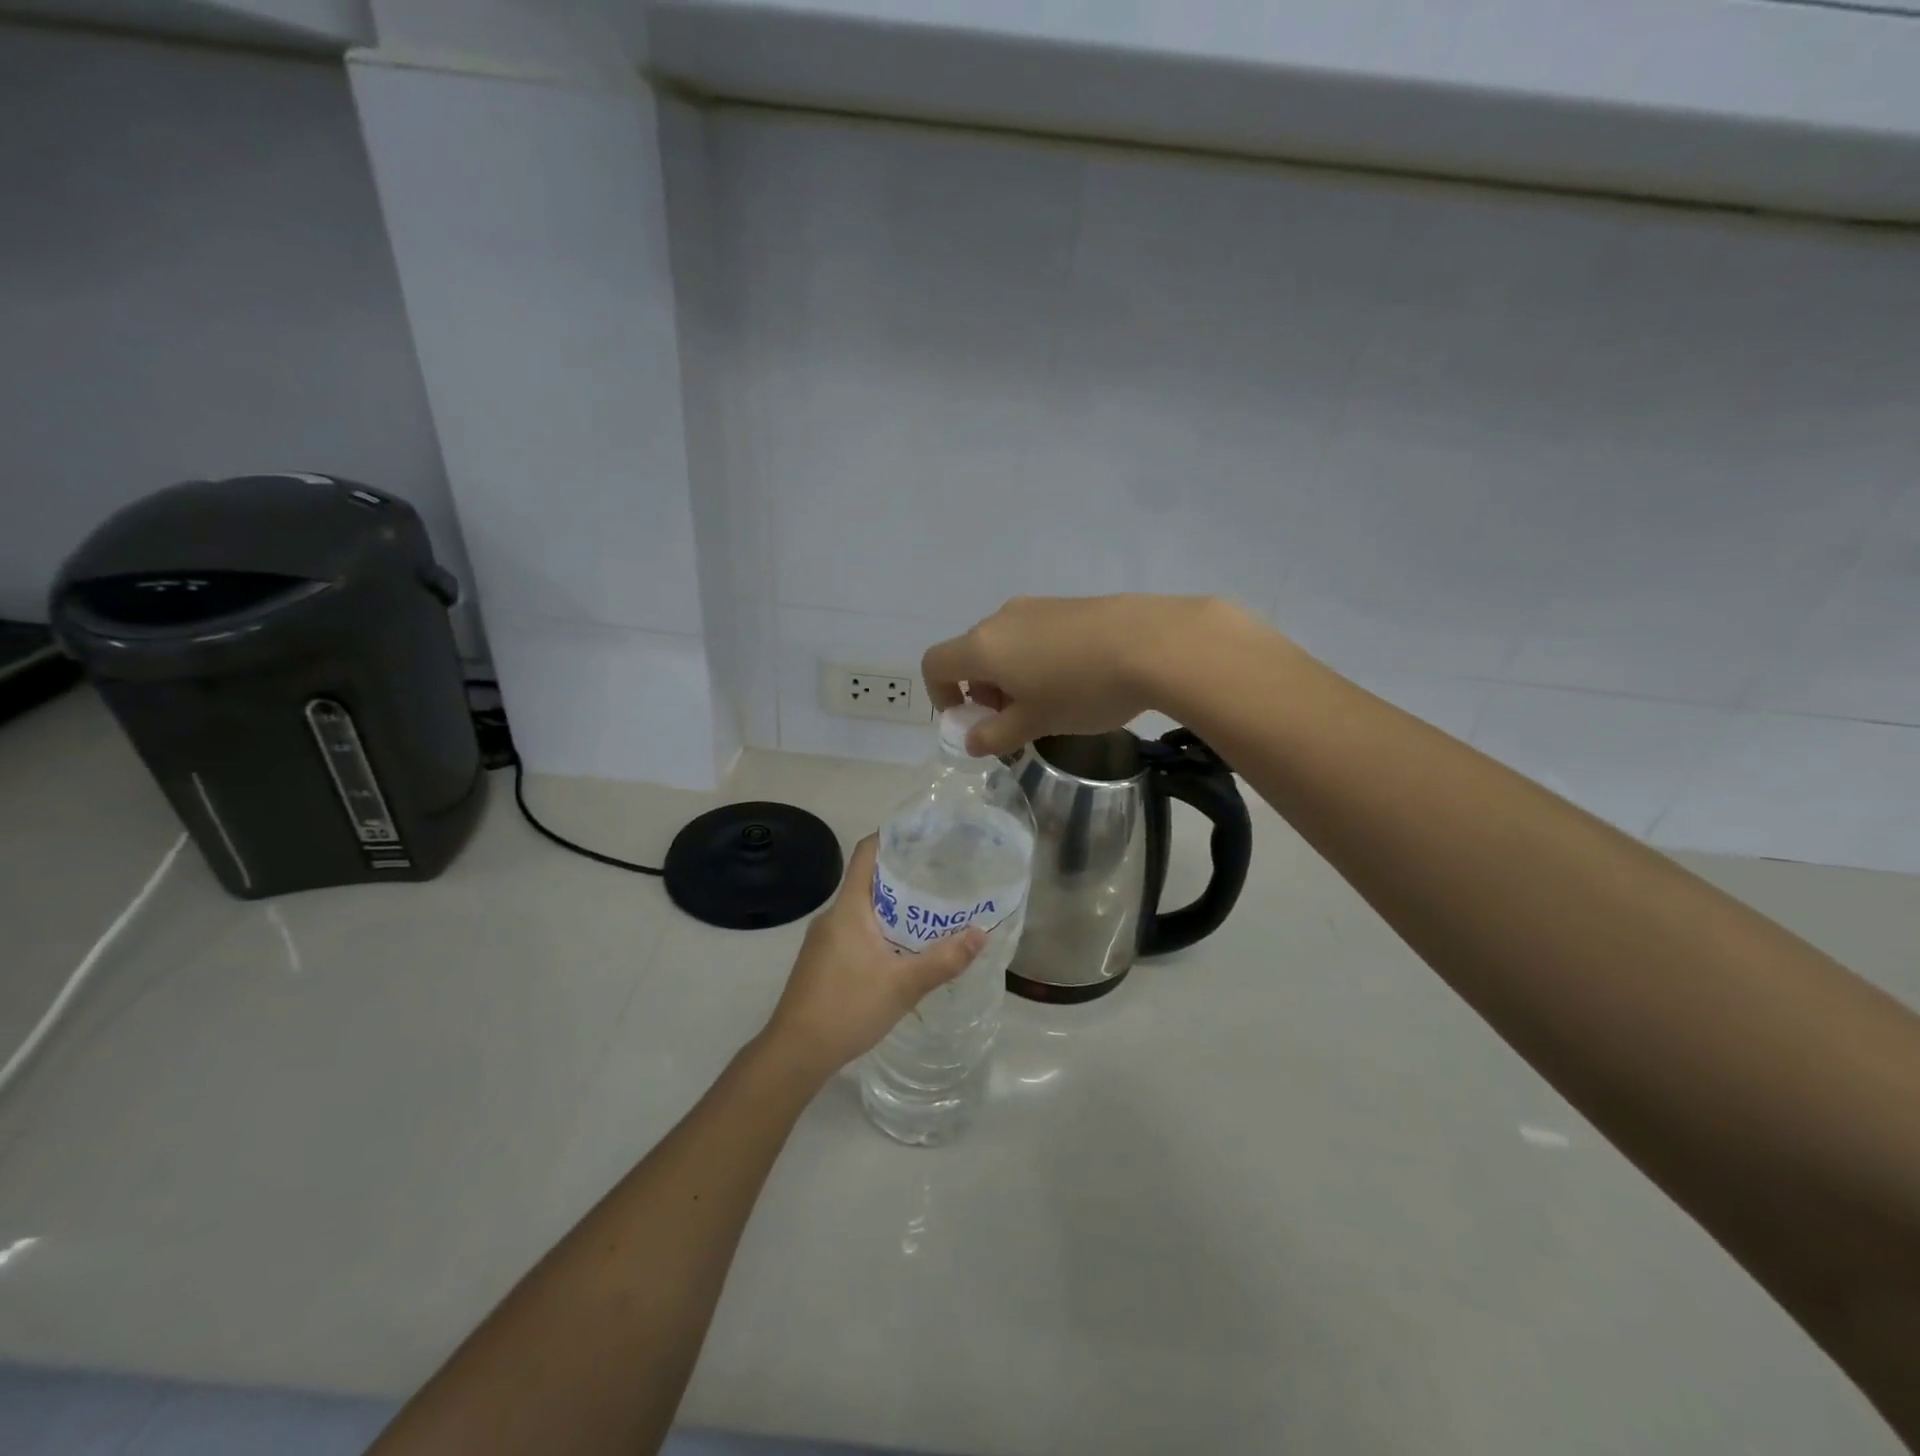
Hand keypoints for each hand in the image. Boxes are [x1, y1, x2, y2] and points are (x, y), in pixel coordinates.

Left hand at [760, 835, 985, 1082]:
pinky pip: (858, 931)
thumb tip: (982, 933)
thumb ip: (944, 960)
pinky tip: (905, 948)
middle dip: (905, 876)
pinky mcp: (824, 961)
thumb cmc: (846, 1008)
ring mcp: (825, 939)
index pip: (867, 853)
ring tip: (933, 909)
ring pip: (865, 909)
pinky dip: (883, 929)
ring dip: (896, 907)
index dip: (893, 837)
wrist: (794, 1054)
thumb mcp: (903, 985)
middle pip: (870, 880)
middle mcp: (834, 916)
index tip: (926, 834)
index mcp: (848, 908)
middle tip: (944, 875)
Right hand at [922, 594, 1265, 756]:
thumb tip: (972, 740)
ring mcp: (1036, 607)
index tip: (968, 719)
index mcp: (983, 646)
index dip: (939, 695)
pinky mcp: (1068, 604)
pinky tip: (1074, 679)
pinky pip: (1034, 634)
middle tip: (1013, 720)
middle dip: (980, 690)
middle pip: (971, 653)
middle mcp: (1001, 619)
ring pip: (1005, 644)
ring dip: (1009, 676)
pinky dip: (1035, 659)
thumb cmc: (1083, 689)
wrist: (1155, 643)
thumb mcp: (1036, 722)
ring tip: (1047, 703)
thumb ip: (996, 734)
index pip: (935, 663)